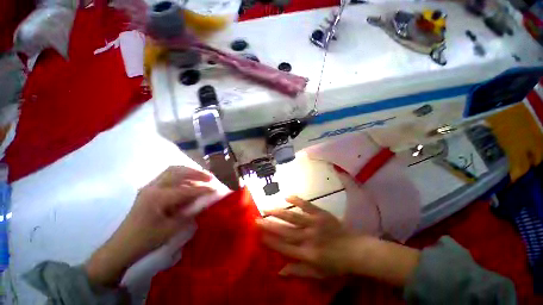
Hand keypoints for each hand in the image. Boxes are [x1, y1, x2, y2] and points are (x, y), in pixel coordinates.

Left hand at [85, 166, 212, 285]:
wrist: (122, 247)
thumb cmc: (146, 240)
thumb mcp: (171, 229)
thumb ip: (190, 213)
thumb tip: (206, 201)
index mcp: (157, 198)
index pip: (186, 189)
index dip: (203, 189)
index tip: (216, 188)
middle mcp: (153, 187)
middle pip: (178, 171)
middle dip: (196, 172)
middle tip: (210, 177)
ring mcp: (149, 187)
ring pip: (172, 170)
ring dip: (189, 171)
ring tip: (201, 175)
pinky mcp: (149, 189)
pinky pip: (167, 176)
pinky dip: (181, 175)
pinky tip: (188, 181)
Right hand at [257, 197, 420, 285]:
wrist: (356, 250)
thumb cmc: (337, 265)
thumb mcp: (318, 274)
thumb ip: (298, 272)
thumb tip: (279, 271)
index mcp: (307, 254)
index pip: (283, 247)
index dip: (270, 241)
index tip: (258, 235)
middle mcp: (308, 238)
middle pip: (284, 231)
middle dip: (269, 225)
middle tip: (256, 219)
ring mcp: (314, 223)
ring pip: (292, 217)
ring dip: (278, 212)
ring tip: (266, 208)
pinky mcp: (321, 214)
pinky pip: (306, 205)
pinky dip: (296, 200)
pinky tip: (286, 196)